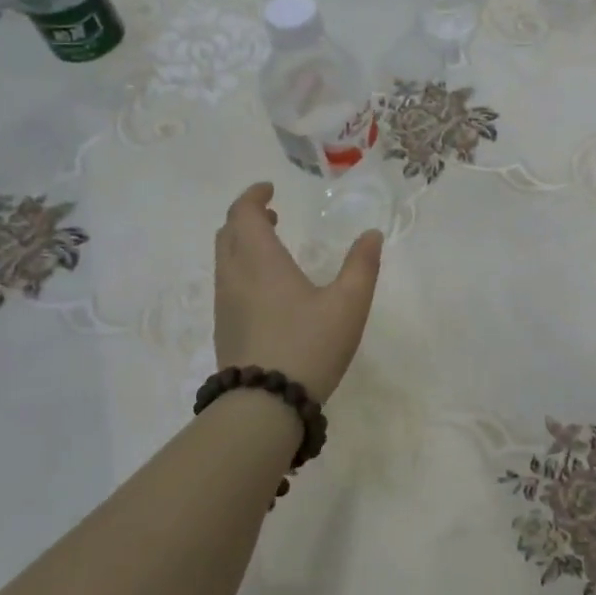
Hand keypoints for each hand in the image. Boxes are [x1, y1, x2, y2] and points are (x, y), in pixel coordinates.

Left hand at [213, 182, 382, 402]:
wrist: (264, 405)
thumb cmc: (309, 345)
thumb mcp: (349, 304)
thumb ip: (361, 266)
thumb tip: (371, 235)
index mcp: (260, 261)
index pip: (243, 214)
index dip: (252, 196)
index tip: (269, 189)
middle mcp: (235, 276)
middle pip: (228, 234)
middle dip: (246, 217)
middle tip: (270, 214)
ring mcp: (225, 305)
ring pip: (224, 259)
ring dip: (242, 243)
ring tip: (270, 246)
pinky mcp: (224, 329)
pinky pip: (227, 283)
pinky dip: (241, 268)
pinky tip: (266, 289)